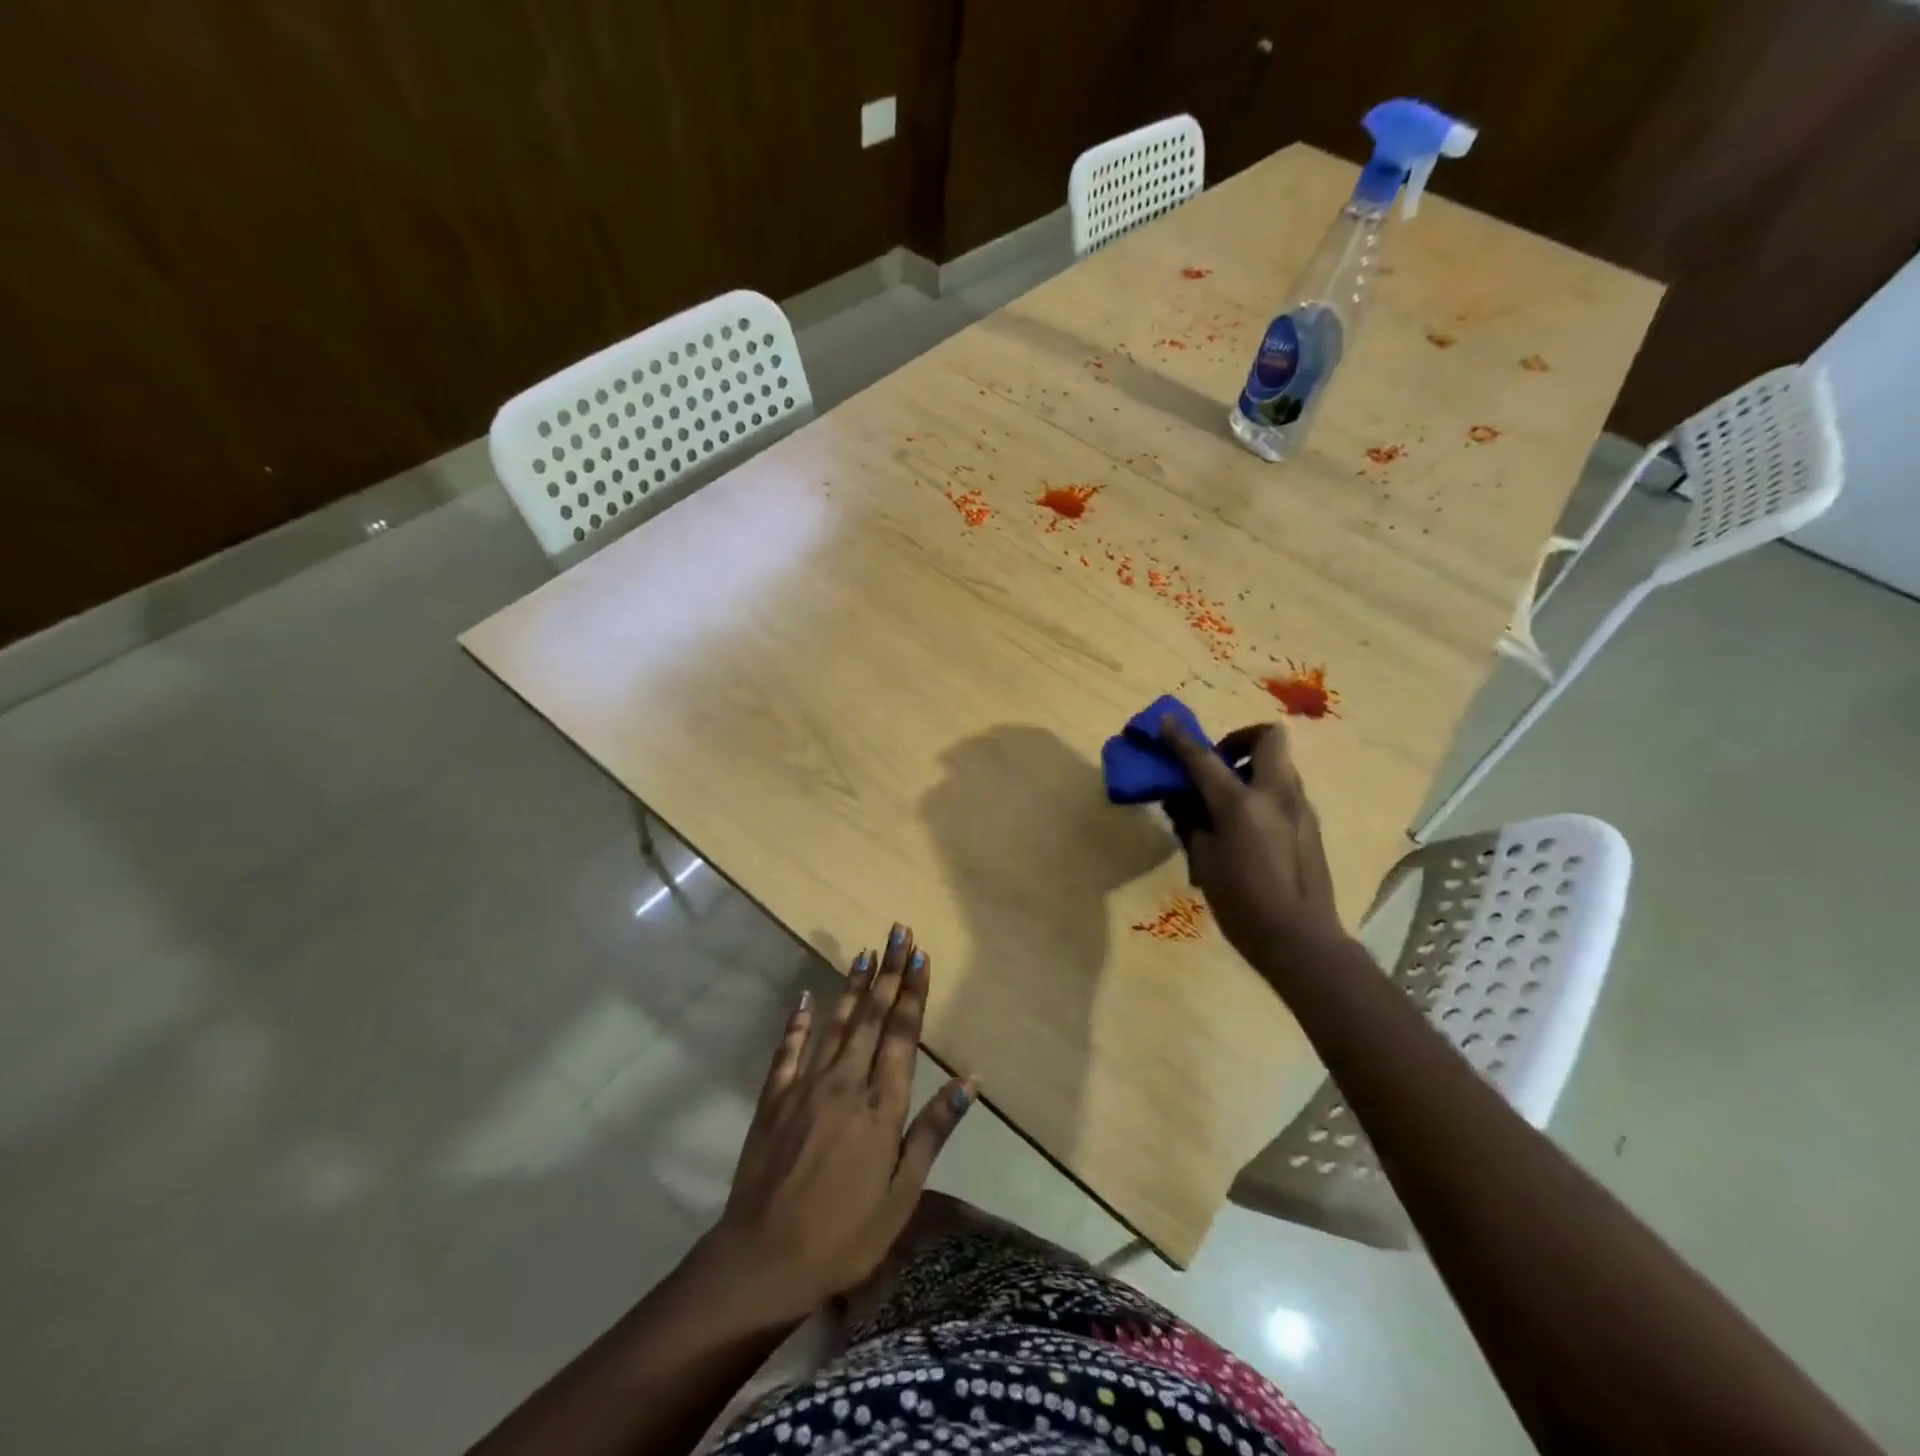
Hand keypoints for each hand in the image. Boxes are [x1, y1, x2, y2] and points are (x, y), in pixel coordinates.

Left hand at [705, 926, 973, 1322]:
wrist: (764, 1260)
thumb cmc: (846, 1235)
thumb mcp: (903, 1194)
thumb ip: (933, 1130)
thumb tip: (971, 1081)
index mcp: (881, 1104)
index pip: (903, 1034)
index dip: (913, 992)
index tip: (920, 955)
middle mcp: (846, 1082)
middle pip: (873, 1016)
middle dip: (889, 971)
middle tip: (898, 931)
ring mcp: (806, 1085)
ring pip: (836, 1023)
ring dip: (853, 986)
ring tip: (866, 952)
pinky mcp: (775, 1098)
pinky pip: (788, 1050)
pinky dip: (798, 1022)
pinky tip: (805, 998)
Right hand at [1161, 718, 1345, 971]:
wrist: (1300, 939)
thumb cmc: (1242, 903)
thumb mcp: (1204, 861)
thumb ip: (1190, 822)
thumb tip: (1179, 798)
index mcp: (1242, 804)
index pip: (1204, 759)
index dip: (1181, 739)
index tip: (1165, 723)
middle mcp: (1276, 795)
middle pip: (1268, 738)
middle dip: (1240, 739)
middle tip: (1218, 764)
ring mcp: (1300, 808)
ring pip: (1278, 764)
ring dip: (1252, 767)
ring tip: (1227, 799)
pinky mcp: (1310, 825)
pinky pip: (1284, 791)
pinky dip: (1262, 792)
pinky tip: (1247, 827)